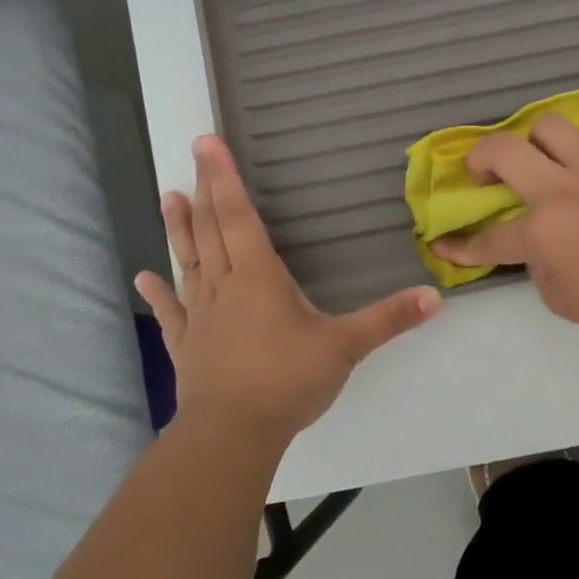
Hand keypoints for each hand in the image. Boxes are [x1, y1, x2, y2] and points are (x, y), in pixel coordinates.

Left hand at [135, 135, 440, 446]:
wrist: (232, 435)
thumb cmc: (287, 381)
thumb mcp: (346, 347)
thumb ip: (389, 319)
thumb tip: (436, 297)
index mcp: (259, 277)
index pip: (239, 216)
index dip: (225, 178)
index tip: (207, 143)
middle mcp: (225, 286)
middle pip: (211, 230)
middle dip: (203, 189)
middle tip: (192, 154)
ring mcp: (201, 316)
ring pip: (188, 262)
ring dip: (179, 230)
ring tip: (167, 197)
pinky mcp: (187, 345)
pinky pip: (171, 312)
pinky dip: (158, 293)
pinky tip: (142, 277)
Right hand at [429, 115, 578, 345]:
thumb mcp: (564, 299)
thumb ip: (538, 267)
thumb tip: (535, 245)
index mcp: (541, 232)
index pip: (487, 239)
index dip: (459, 246)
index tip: (442, 243)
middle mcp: (560, 190)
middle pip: (503, 150)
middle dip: (479, 158)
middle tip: (483, 173)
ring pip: (549, 125)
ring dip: (535, 142)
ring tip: (541, 161)